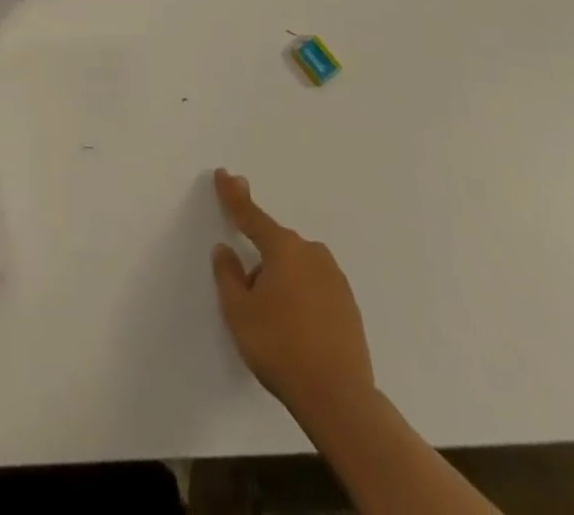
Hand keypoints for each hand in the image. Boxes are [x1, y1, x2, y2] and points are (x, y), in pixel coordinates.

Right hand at [212, 168, 375, 423]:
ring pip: (297, 267)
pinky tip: (298, 329)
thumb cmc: (280, 347)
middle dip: (260, 261)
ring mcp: (335, 278)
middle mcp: (311, 253)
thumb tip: (226, 250)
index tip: (224, 174)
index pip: (250, 215)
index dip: (233, 195)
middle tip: (250, 297)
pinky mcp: (349, 304)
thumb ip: (228, 275)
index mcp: (283, 248)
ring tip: (275, 321)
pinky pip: (315, 286)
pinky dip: (302, 296)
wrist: (339, 399)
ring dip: (282, 280)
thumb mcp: (239, 312)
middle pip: (276, 245)